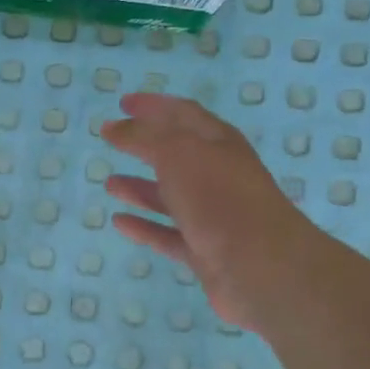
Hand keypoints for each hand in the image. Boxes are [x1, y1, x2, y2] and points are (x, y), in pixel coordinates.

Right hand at [100, 93, 315, 332]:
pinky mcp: (204, 251)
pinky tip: (120, 222)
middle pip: (177, 155)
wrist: (260, 266)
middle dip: (145, 145)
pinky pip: (167, 234)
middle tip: (112, 139)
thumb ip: (143, 137)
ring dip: (140, 188)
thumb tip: (114, 126)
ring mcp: (212, 215)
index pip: (182, 114)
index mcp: (218, 143)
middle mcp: (218, 175)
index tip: (123, 102)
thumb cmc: (219, 198)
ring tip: (110, 184)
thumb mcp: (178, 153)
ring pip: (170, 197)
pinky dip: (144, 227)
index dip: (154, 105)